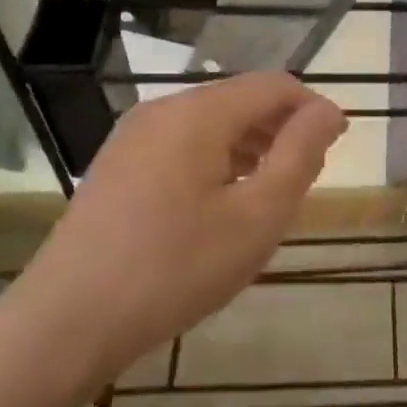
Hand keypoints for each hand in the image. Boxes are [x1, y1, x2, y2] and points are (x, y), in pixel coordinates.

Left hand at [9, 73, 344, 386]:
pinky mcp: (117, 166)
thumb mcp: (257, 215)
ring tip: (269, 197)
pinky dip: (216, 163)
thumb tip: (328, 110)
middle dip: (281, 131)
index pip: (273, 86)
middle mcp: (161, 110)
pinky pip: (181, 147)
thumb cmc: (176, 267)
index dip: (313, 109)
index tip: (337, 148)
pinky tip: (221, 207)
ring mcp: (132, 138)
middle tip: (304, 182)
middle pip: (240, 101)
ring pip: (210, 125)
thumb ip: (300, 154)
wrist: (69, 320)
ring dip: (250, 149)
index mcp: (197, 113)